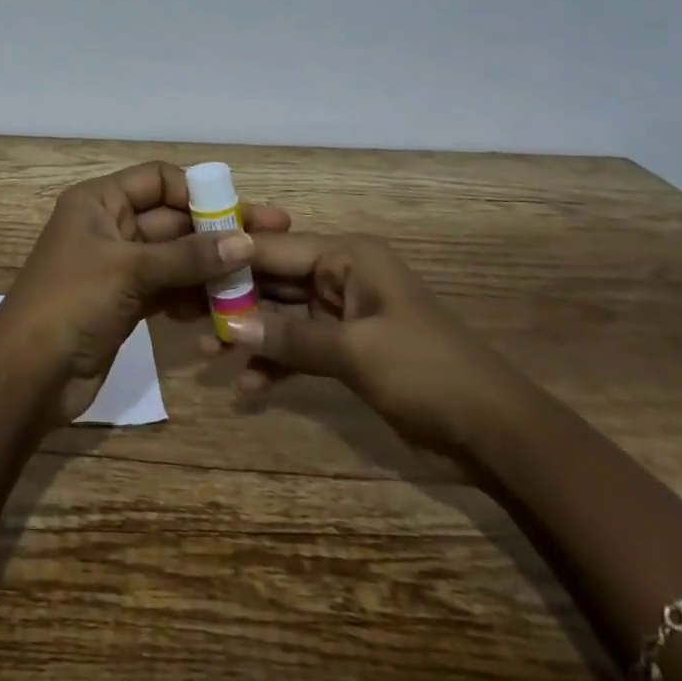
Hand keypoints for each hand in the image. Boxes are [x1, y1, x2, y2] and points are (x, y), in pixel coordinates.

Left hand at [0, 162, 291, 423]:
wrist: (27, 376)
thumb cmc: (70, 303)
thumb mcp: (129, 271)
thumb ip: (188, 257)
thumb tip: (245, 241)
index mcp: (99, 201)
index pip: (157, 179)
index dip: (197, 191)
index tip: (239, 212)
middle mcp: (110, 226)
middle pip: (171, 219)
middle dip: (215, 231)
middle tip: (269, 241)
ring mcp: (119, 266)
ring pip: (174, 256)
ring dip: (210, 267)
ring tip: (256, 278)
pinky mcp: (127, 302)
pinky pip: (169, 288)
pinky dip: (193, 294)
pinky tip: (224, 307)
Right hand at [206, 232, 528, 458]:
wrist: (496, 433)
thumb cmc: (426, 371)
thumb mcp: (354, 351)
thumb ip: (290, 337)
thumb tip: (229, 324)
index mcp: (347, 257)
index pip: (276, 247)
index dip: (231, 258)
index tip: (185, 268)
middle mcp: (341, 276)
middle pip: (274, 280)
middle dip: (235, 301)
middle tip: (188, 316)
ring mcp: (343, 313)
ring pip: (282, 315)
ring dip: (250, 334)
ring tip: (208, 354)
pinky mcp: (348, 349)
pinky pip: (300, 346)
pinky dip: (276, 362)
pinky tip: (248, 386)